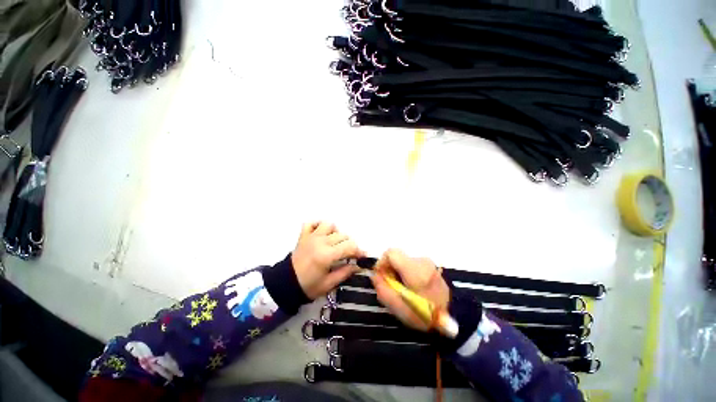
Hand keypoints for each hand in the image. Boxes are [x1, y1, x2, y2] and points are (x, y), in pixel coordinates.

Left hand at [292, 222, 364, 299]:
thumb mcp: (329, 284)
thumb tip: (358, 266)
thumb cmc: (308, 286)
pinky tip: (321, 234)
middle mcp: (321, 242)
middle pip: (342, 235)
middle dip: (349, 245)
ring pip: (329, 225)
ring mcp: (311, 236)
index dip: (358, 251)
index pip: (349, 246)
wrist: (285, 284)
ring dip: (335, 232)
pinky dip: (318, 225)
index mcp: (327, 255)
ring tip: (335, 243)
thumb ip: (345, 272)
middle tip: (349, 254)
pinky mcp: (304, 236)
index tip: (362, 257)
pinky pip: (311, 223)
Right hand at [371, 249, 449, 331]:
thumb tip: (374, 275)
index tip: (381, 275)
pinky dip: (405, 271)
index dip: (382, 262)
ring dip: (397, 271)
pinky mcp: (429, 263)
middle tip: (391, 285)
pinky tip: (410, 285)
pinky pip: (410, 263)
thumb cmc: (426, 314)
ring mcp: (427, 261)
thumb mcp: (400, 308)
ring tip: (402, 288)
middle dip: (389, 268)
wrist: (454, 314)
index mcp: (415, 271)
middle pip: (396, 256)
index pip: (391, 252)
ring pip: (403, 260)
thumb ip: (383, 290)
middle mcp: (421, 261)